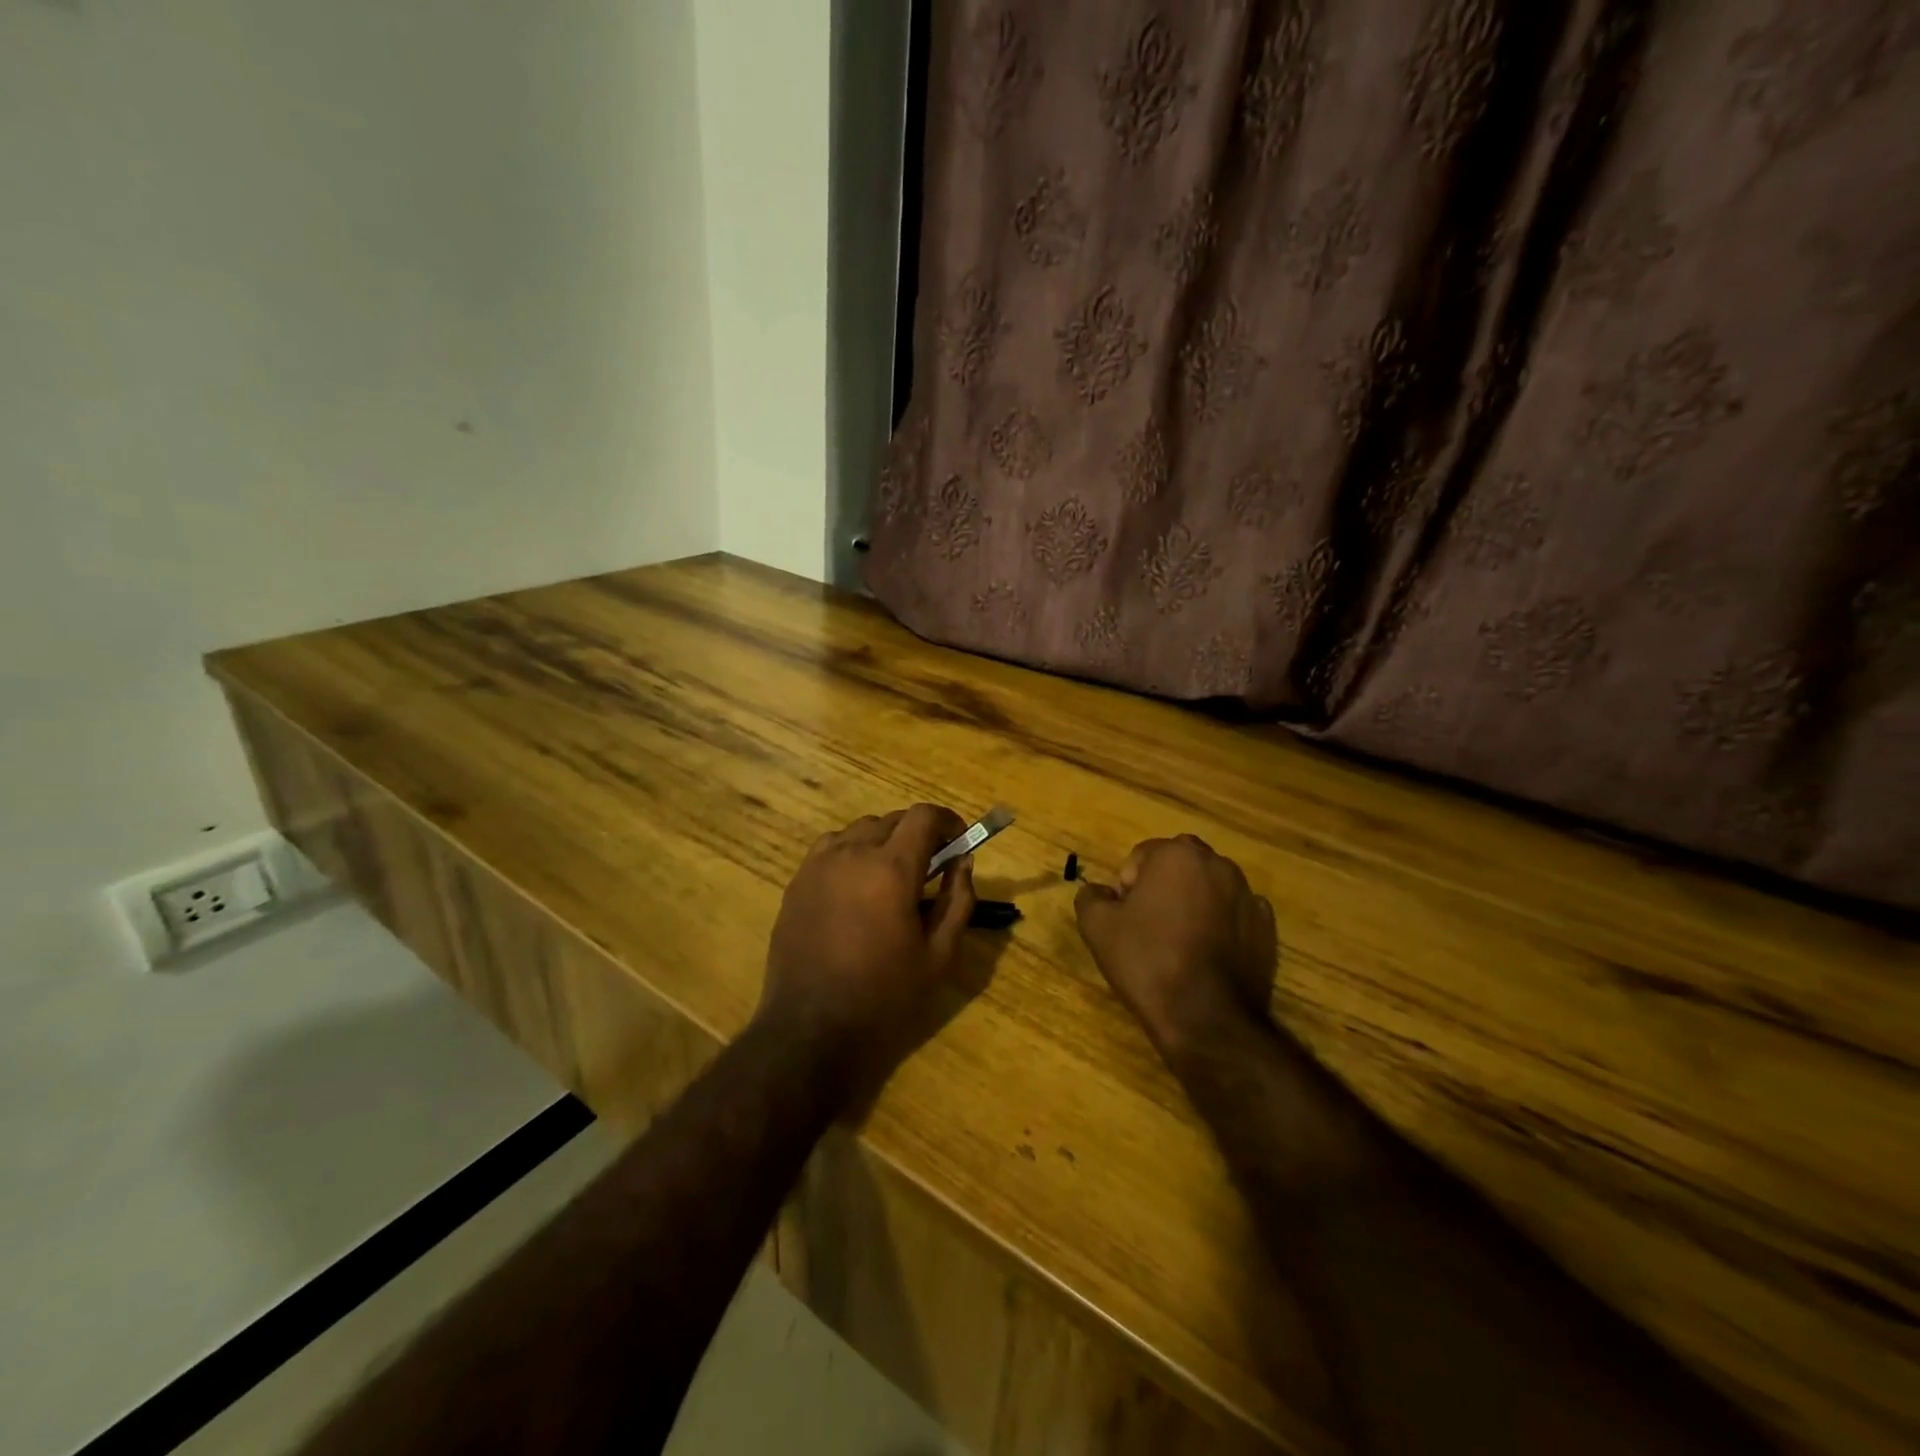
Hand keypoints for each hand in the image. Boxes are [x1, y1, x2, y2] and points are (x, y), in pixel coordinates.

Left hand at [759, 805, 976, 1096]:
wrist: (811, 1030)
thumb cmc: (884, 996)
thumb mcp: (939, 956)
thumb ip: (958, 901)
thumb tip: (963, 862)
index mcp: (891, 869)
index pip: (924, 817)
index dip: (948, 821)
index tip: (959, 840)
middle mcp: (853, 854)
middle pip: (893, 820)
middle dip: (918, 834)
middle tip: (931, 866)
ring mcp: (819, 866)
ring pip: (859, 830)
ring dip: (884, 841)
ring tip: (891, 876)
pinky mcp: (797, 882)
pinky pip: (830, 848)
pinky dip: (852, 852)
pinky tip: (856, 886)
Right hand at [1075, 835, 1276, 1059]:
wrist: (1206, 1017)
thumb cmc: (1148, 961)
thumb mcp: (1097, 927)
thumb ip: (1090, 897)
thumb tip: (1098, 892)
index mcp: (1177, 855)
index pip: (1142, 856)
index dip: (1126, 886)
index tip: (1123, 918)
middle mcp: (1218, 865)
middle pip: (1179, 866)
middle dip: (1162, 887)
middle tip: (1147, 926)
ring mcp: (1248, 896)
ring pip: (1209, 888)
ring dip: (1192, 903)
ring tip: (1178, 943)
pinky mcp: (1267, 928)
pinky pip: (1234, 914)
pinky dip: (1221, 925)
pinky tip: (1207, 955)